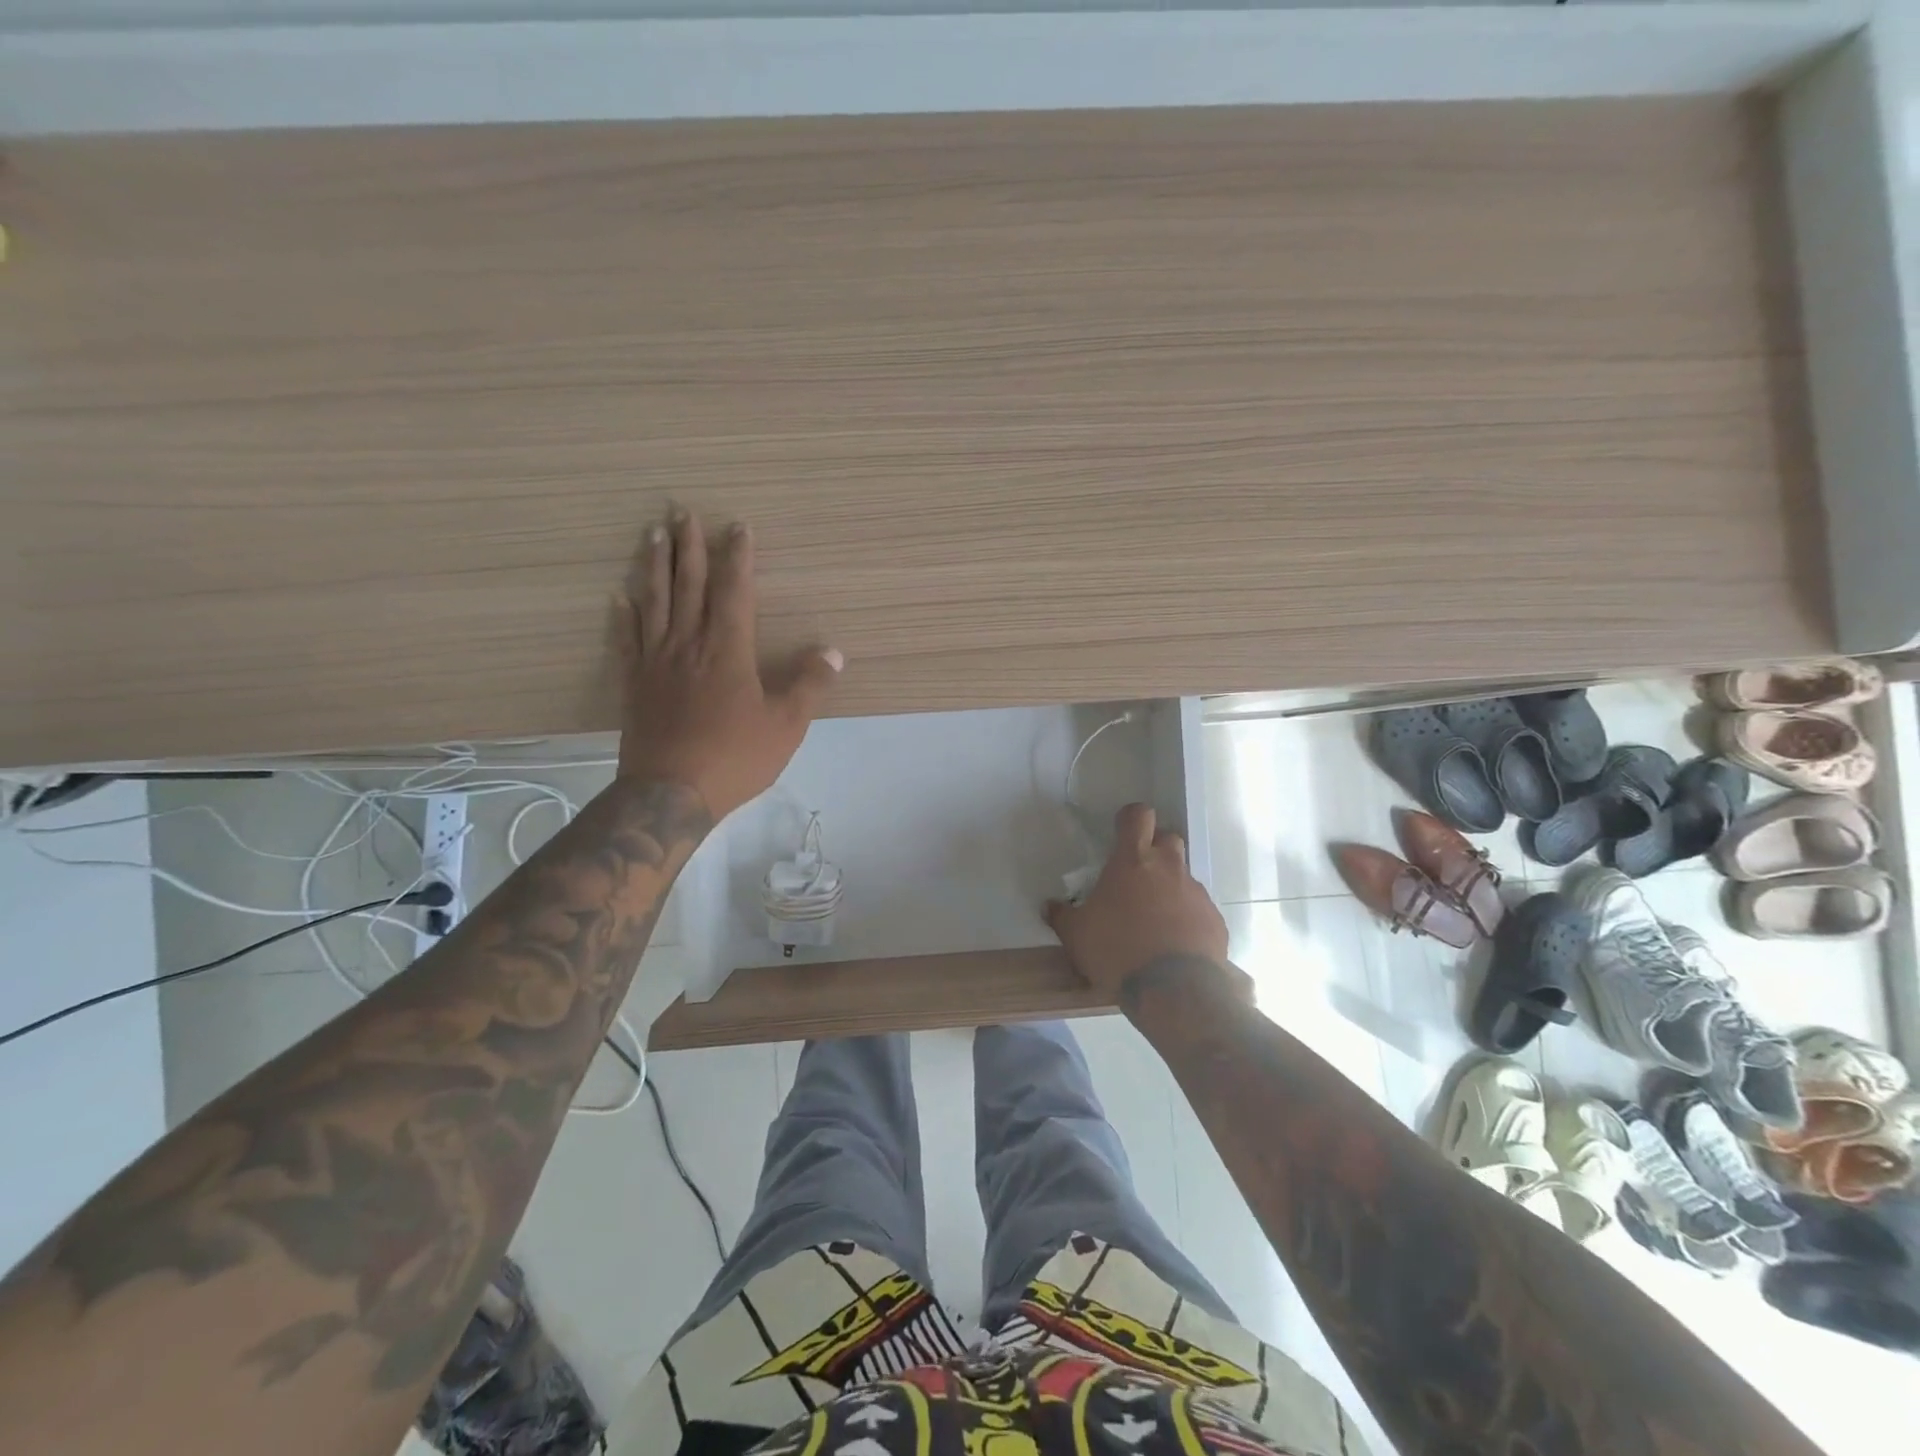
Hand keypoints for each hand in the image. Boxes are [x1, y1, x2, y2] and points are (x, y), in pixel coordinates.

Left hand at [616, 509, 841, 818]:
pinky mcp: (635, 684)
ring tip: (653, 535)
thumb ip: (809, 685)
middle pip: (689, 586)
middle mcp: (689, 645)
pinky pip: (628, 640)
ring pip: (655, 603)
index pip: (734, 592)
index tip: (737, 527)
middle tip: (683, 512)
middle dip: (689, 548)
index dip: (737, 558)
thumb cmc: (734, 757)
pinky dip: (624, 616)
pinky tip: (620, 597)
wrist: (670, 793)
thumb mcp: (786, 725)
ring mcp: (657, 663)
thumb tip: (833, 652)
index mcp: (728, 650)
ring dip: (655, 566)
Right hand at [1045, 803, 1234, 999]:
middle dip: (1155, 849)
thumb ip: (1062, 916)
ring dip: (1170, 887)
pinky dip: (1187, 918)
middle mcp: (1169, 868)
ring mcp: (1196, 893)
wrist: (1174, 992)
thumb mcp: (1076, 936)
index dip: (1130, 820)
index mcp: (1133, 861)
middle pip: (1168, 838)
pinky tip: (1174, 943)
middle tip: (1138, 875)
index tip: (1121, 834)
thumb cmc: (1117, 951)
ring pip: (1184, 875)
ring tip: (1154, 918)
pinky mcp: (1215, 919)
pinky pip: (1199, 909)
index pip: (1138, 815)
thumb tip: (1049, 906)